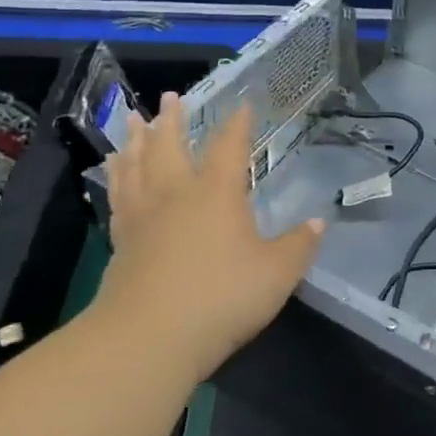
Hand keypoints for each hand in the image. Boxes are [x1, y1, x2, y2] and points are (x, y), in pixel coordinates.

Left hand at [95, 92, 323, 379]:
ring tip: (132, 120)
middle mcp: (176, 195)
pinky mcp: (120, 244)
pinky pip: (118, 199)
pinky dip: (116, 179)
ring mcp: (143, 218)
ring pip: (136, 167)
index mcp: (216, 194)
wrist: (149, 339)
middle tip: (169, 97)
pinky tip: (115, 176)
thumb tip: (320, 222)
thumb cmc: (221, 297)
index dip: (237, 124)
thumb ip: (299, 246)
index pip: (229, 147)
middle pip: (170, 147)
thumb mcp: (277, 273)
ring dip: (135, 141)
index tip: (242, 104)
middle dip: (172, 120)